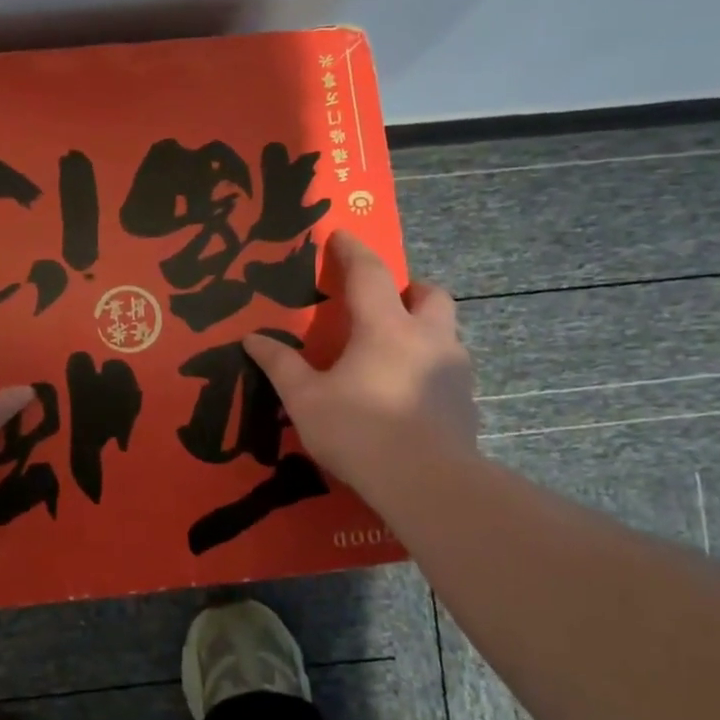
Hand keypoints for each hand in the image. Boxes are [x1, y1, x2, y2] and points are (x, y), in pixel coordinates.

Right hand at [243, 231, 477, 531]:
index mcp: (385, 328)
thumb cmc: (359, 431)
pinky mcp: (467, 403)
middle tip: (386, 302)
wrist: (427, 484)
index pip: (370, 274)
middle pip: (431, 294)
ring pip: (446, 331)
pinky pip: (449, 370)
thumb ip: (280, 366)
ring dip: (423, 329)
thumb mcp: (305, 399)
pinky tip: (408, 395)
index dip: (353, 251)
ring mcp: (454, 371)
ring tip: (394, 353)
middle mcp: (427, 338)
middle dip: (410, 288)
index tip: (342, 235)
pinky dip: (430, 368)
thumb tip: (253, 339)